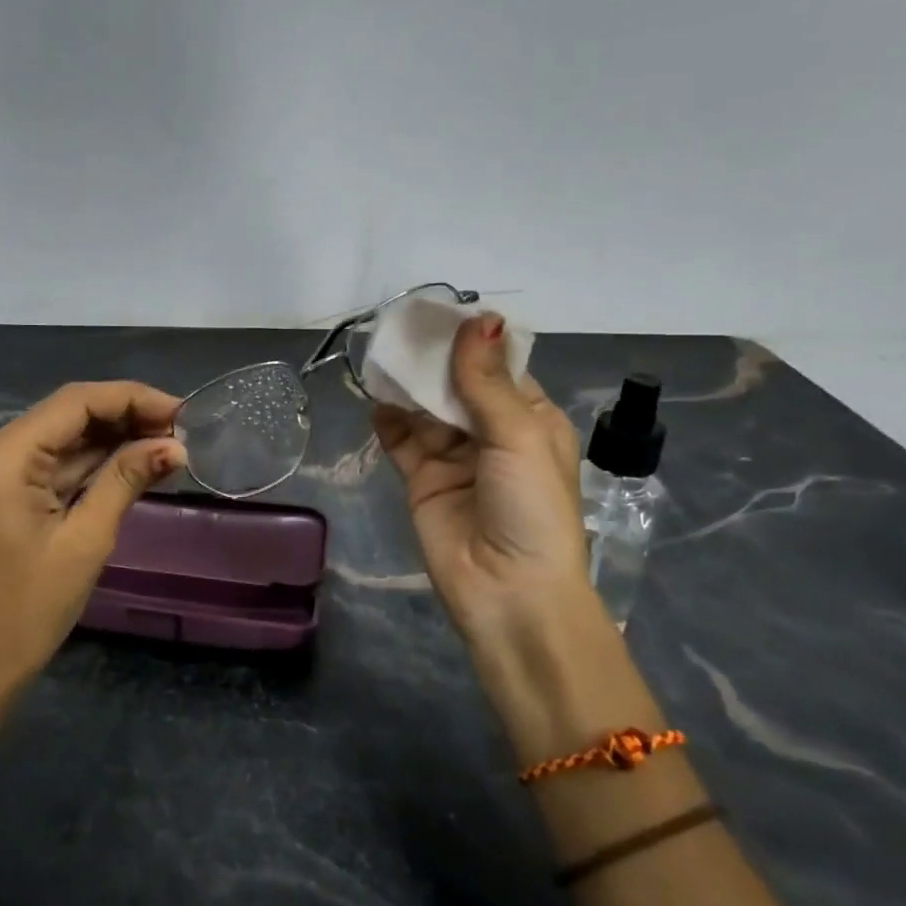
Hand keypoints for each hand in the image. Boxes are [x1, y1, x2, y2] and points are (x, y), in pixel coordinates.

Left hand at [0, 381, 187, 689]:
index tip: (181, 413)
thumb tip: (174, 447)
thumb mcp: (86, 539)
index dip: (132, 399)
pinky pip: (53, 465)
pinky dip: (93, 464)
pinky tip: (136, 463)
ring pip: (63, 438)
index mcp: (2, 457)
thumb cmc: (30, 608)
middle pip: (67, 415)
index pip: (74, 403)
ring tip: (168, 446)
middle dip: (126, 418)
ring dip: (114, 440)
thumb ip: (126, 480)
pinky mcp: (3, 492)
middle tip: (181, 433)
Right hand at [374, 314, 592, 654]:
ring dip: (407, 386)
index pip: (498, 369)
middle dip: (432, 360)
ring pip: (425, 410)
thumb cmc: (531, 508)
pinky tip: (374, 397)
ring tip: (381, 355)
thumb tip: (480, 318)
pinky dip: (388, 419)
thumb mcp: (519, 437)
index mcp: (529, 420)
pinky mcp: (421, 481)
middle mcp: (491, 434)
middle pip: (456, 385)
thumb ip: (487, 382)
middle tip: (399, 328)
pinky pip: (401, 441)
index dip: (471, 342)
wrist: (508, 592)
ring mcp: (454, 458)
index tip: (438, 313)